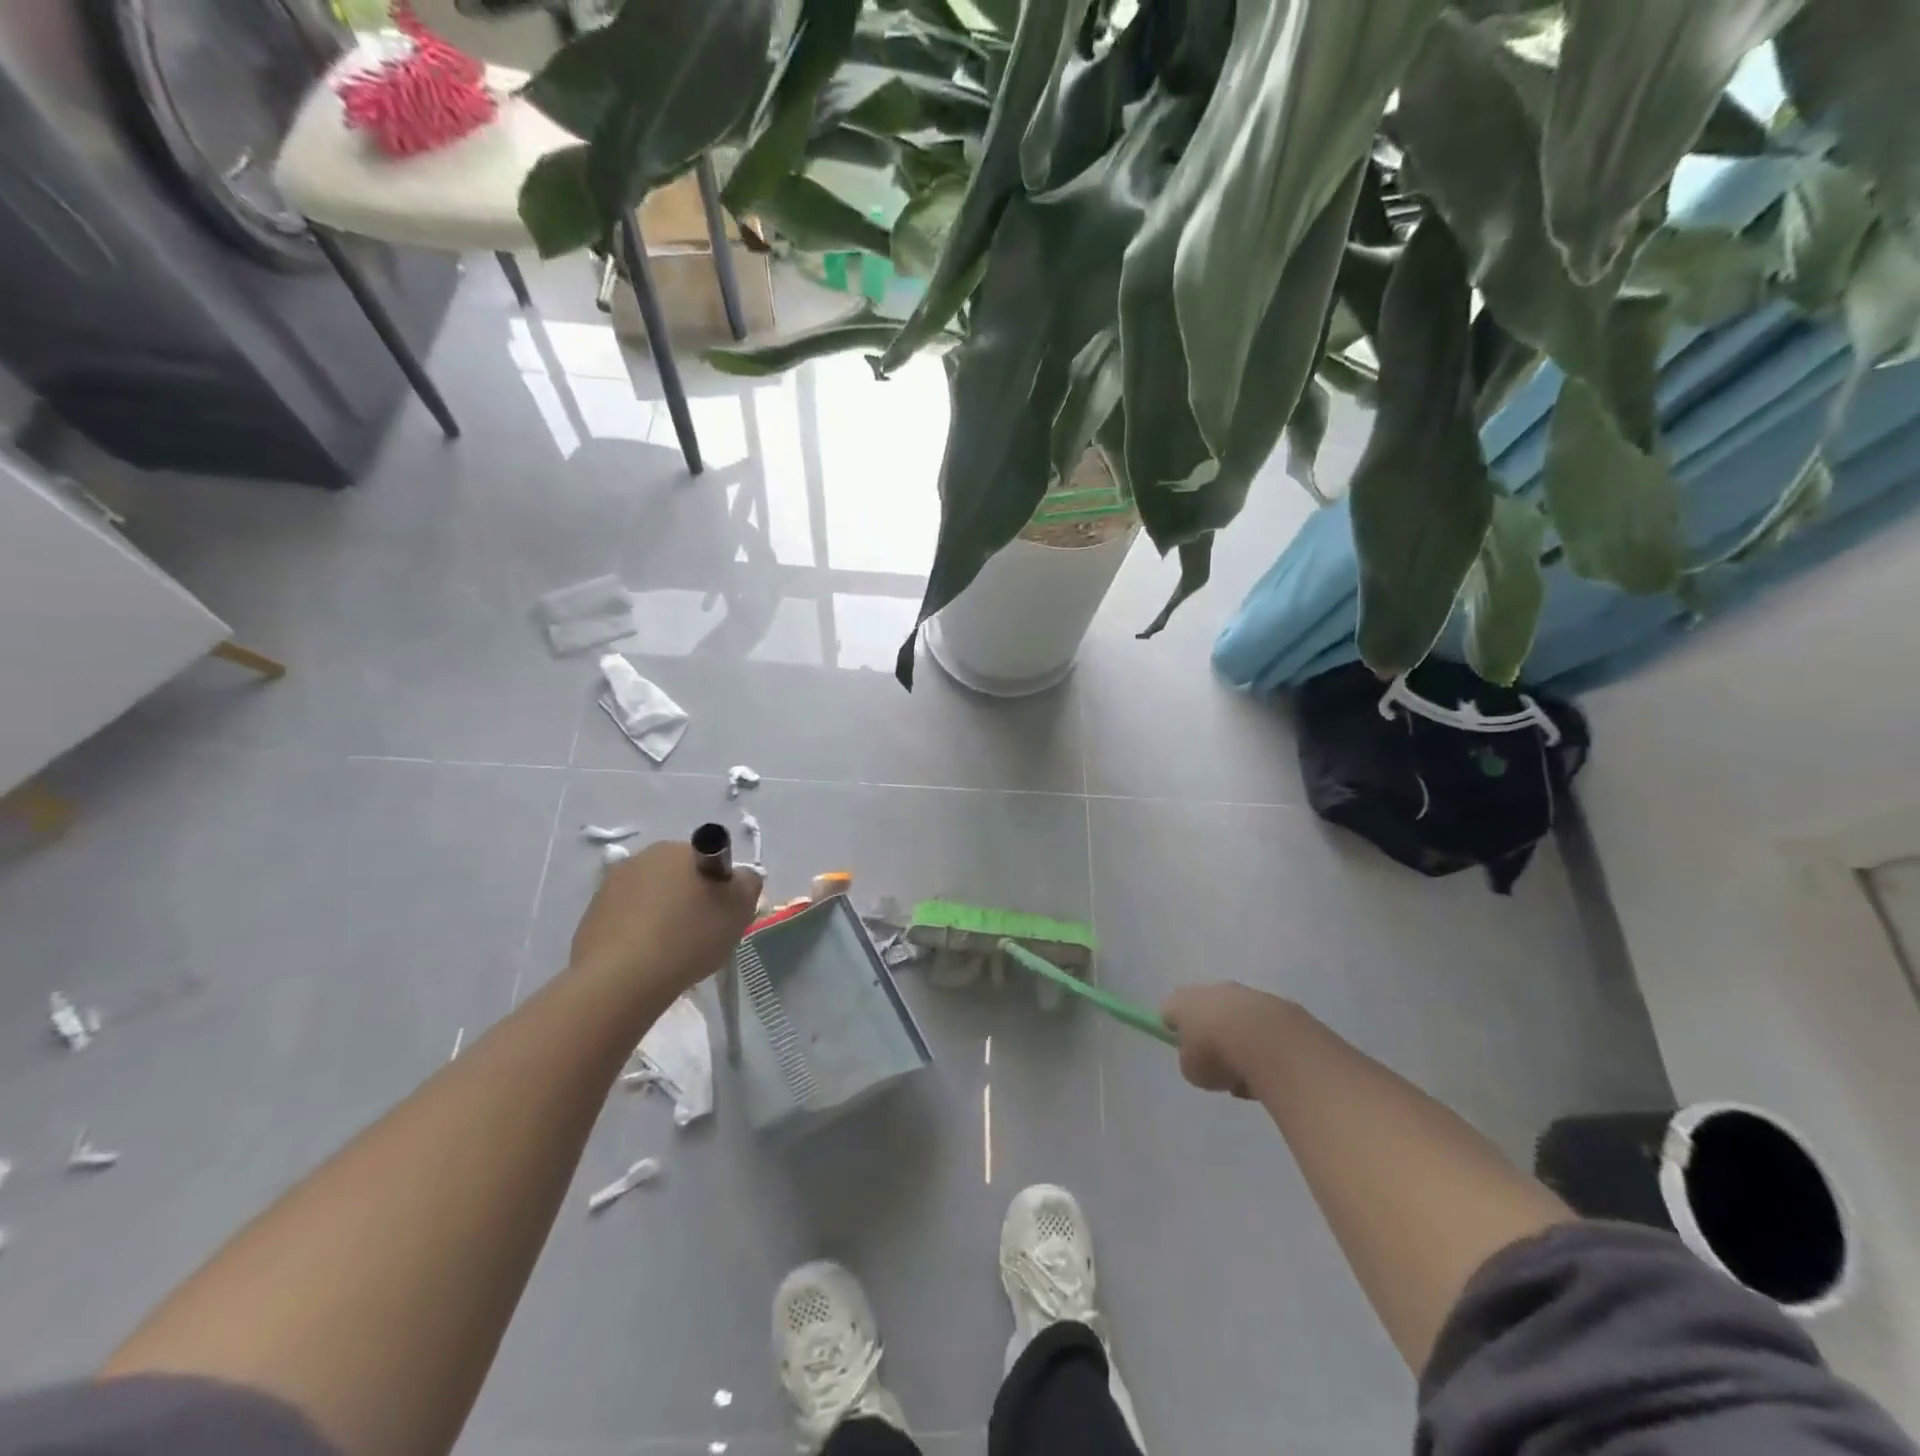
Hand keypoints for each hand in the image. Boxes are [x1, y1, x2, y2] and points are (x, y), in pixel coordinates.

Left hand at [570, 840, 762, 997]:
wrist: (622, 980)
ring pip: (651, 898)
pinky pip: (627, 921)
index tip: (720, 914)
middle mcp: (642, 858)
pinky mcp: (591, 917)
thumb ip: (748, 883)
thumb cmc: (688, 936)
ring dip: (663, 916)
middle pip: (678, 877)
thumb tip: (739, 878)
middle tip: (701, 934)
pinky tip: (646, 960)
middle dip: (690, 899)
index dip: (719, 887)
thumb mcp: (739, 908)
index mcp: (677, 849)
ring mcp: (610, 886)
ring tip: (671, 952)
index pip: (709, 860)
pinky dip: (638, 935)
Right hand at [1160, 982, 1300, 1098]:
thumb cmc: (1218, 1055)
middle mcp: (1212, 990)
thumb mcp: (1193, 1071)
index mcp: (1183, 1001)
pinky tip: (1271, 1070)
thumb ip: (1191, 1062)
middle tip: (1216, 1064)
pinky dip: (1265, 1046)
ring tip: (1248, 1076)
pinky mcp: (1277, 1004)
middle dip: (1210, 1034)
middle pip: (1205, 1010)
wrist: (1270, 1043)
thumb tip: (1201, 1059)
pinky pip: (1263, 1028)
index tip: (1183, 1051)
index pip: (1169, 1011)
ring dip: (1239, 1042)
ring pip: (1236, 1020)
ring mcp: (1246, 994)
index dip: (1173, 1031)